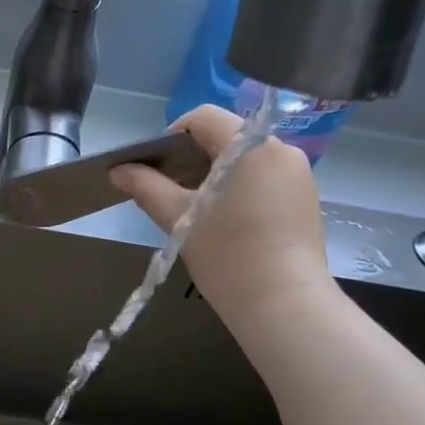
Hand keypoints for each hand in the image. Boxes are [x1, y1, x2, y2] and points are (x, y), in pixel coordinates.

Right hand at [109, 104, 334, 337]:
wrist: (284, 306)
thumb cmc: (228, 256)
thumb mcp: (179, 219)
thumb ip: (146, 187)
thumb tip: (118, 170)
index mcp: (249, 146)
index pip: (203, 117)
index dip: (172, 136)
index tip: (157, 170)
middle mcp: (280, 149)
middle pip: (226, 136)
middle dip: (194, 158)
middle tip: (172, 194)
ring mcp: (299, 174)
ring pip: (246, 159)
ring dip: (217, 175)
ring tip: (199, 212)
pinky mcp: (306, 199)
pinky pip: (265, 179)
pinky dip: (241, 189)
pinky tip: (229, 224)